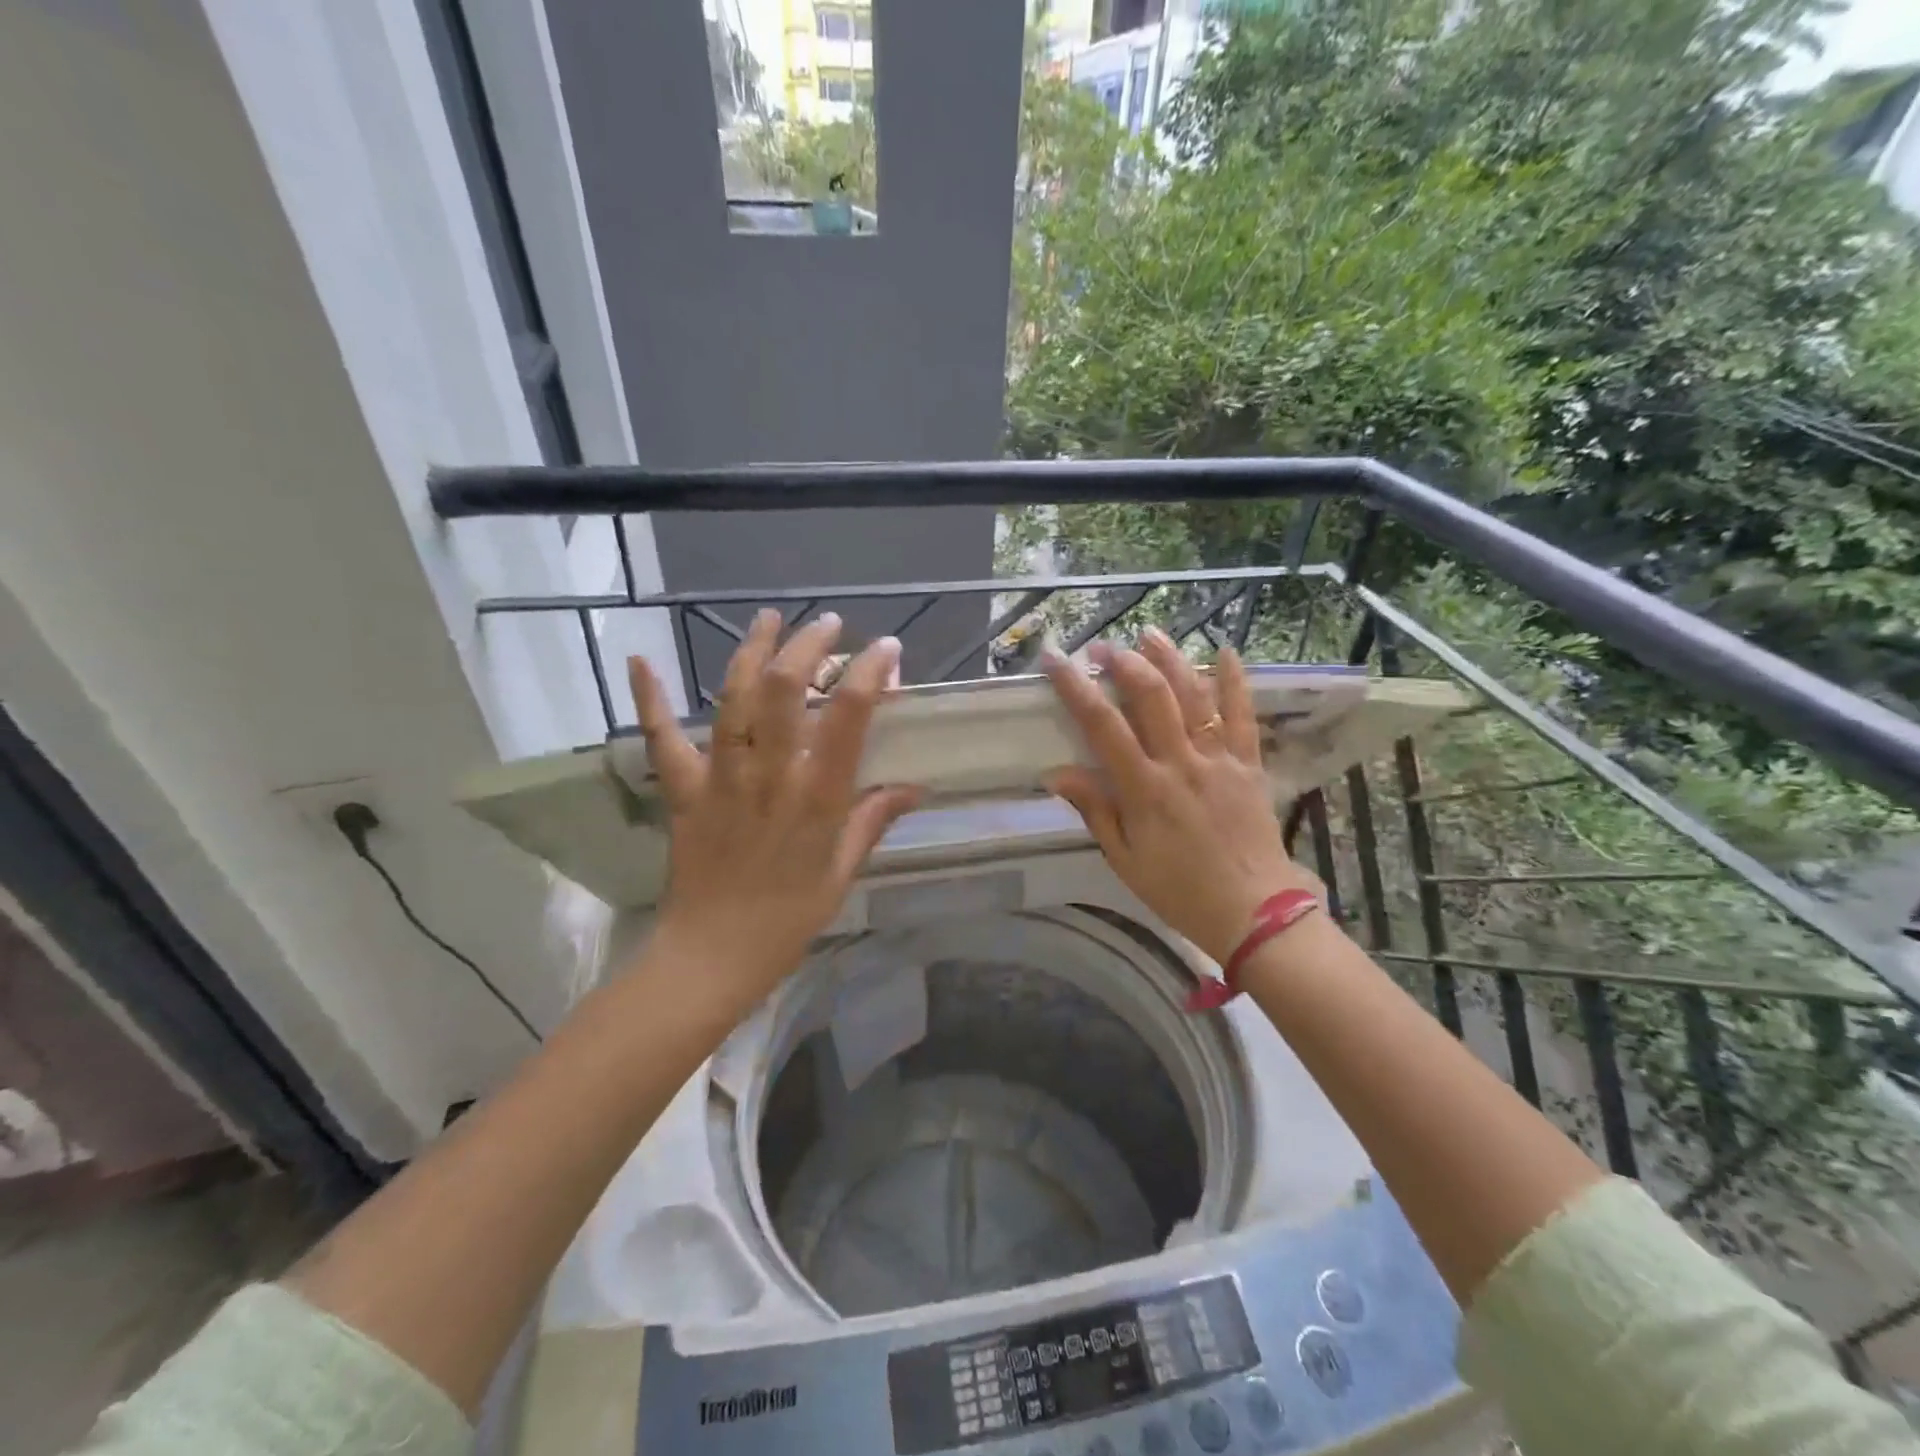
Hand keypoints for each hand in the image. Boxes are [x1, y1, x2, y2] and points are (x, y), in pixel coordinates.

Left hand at [627, 610, 921, 1003]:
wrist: (712, 956)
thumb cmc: (788, 919)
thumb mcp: (842, 872)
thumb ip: (873, 820)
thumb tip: (914, 786)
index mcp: (816, 798)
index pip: (848, 718)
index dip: (869, 674)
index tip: (886, 650)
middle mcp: (769, 776)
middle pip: (784, 690)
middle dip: (809, 646)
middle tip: (829, 625)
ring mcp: (721, 779)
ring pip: (733, 699)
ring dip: (751, 651)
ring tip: (770, 618)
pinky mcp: (684, 791)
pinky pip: (662, 739)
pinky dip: (650, 700)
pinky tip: (639, 660)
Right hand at [1043, 630, 1318, 964]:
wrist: (1252, 911)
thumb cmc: (1179, 890)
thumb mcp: (1124, 859)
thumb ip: (1095, 810)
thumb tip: (1056, 773)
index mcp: (1145, 789)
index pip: (1103, 727)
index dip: (1076, 689)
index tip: (1056, 661)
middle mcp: (1182, 764)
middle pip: (1152, 697)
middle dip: (1124, 663)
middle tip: (1102, 647)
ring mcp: (1220, 760)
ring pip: (1195, 697)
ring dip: (1171, 660)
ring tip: (1149, 633)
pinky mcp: (1249, 765)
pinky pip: (1244, 716)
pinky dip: (1236, 682)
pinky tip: (1226, 652)